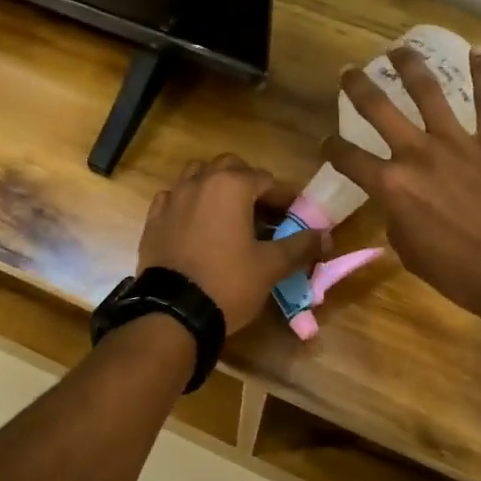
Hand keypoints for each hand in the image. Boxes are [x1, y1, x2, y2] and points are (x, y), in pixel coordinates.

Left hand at [138, 155, 330, 333]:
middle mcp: (199, 182)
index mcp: (230, 186)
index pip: (266, 180)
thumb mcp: (270, 266)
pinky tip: (196, 225)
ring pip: (197, 176)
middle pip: (229, 168)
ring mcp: (172, 199)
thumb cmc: (228, 283)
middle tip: (262, 211)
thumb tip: (326, 236)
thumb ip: (300, 246)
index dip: (284, 197)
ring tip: (229, 213)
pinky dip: (188, 204)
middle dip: (248, 183)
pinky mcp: (153, 219)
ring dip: (216, 186)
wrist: (173, 312)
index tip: (294, 215)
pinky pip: (174, 199)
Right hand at [324, 45, 480, 323]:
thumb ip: (399, 221)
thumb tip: (401, 206)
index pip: (348, 159)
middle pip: (379, 110)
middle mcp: (417, 155)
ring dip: (410, 67)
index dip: (331, 149)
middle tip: (348, 71)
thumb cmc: (460, 274)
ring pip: (429, 93)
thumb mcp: (411, 252)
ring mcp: (458, 144)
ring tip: (399, 48)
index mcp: (391, 186)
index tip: (325, 142)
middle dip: (358, 88)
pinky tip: (477, 52)